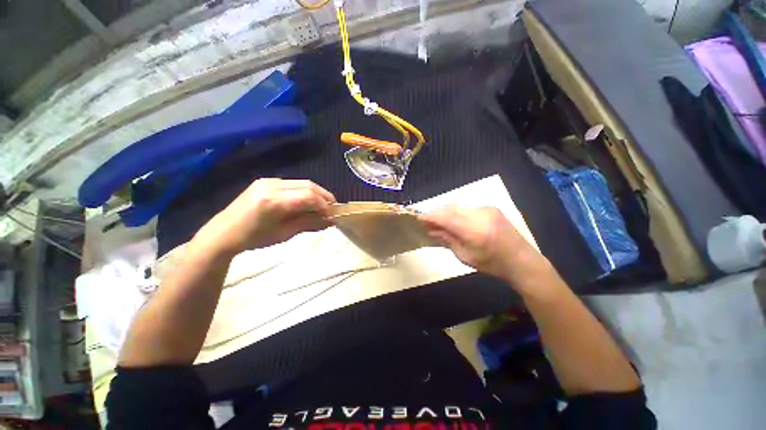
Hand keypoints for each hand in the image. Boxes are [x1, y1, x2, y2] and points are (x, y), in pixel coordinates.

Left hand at [194, 179, 336, 255]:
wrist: (224, 233)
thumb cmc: (254, 239)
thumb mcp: (285, 234)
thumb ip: (309, 223)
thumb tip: (330, 220)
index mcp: (273, 202)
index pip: (309, 196)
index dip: (325, 204)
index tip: (333, 215)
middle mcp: (271, 186)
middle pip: (308, 185)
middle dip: (324, 196)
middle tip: (332, 208)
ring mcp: (267, 181)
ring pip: (301, 182)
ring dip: (315, 193)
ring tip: (322, 205)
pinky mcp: (265, 181)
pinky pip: (292, 184)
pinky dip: (304, 192)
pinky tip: (306, 202)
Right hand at [419, 206, 550, 289]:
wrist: (522, 261)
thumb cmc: (492, 264)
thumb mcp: (465, 256)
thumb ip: (447, 240)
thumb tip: (430, 230)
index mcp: (474, 230)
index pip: (445, 217)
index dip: (430, 216)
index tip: (418, 218)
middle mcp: (480, 214)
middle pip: (450, 208)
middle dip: (436, 213)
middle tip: (426, 222)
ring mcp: (486, 208)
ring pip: (457, 206)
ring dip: (445, 212)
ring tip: (438, 222)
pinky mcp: (490, 207)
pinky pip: (466, 207)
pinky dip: (456, 212)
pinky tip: (453, 220)